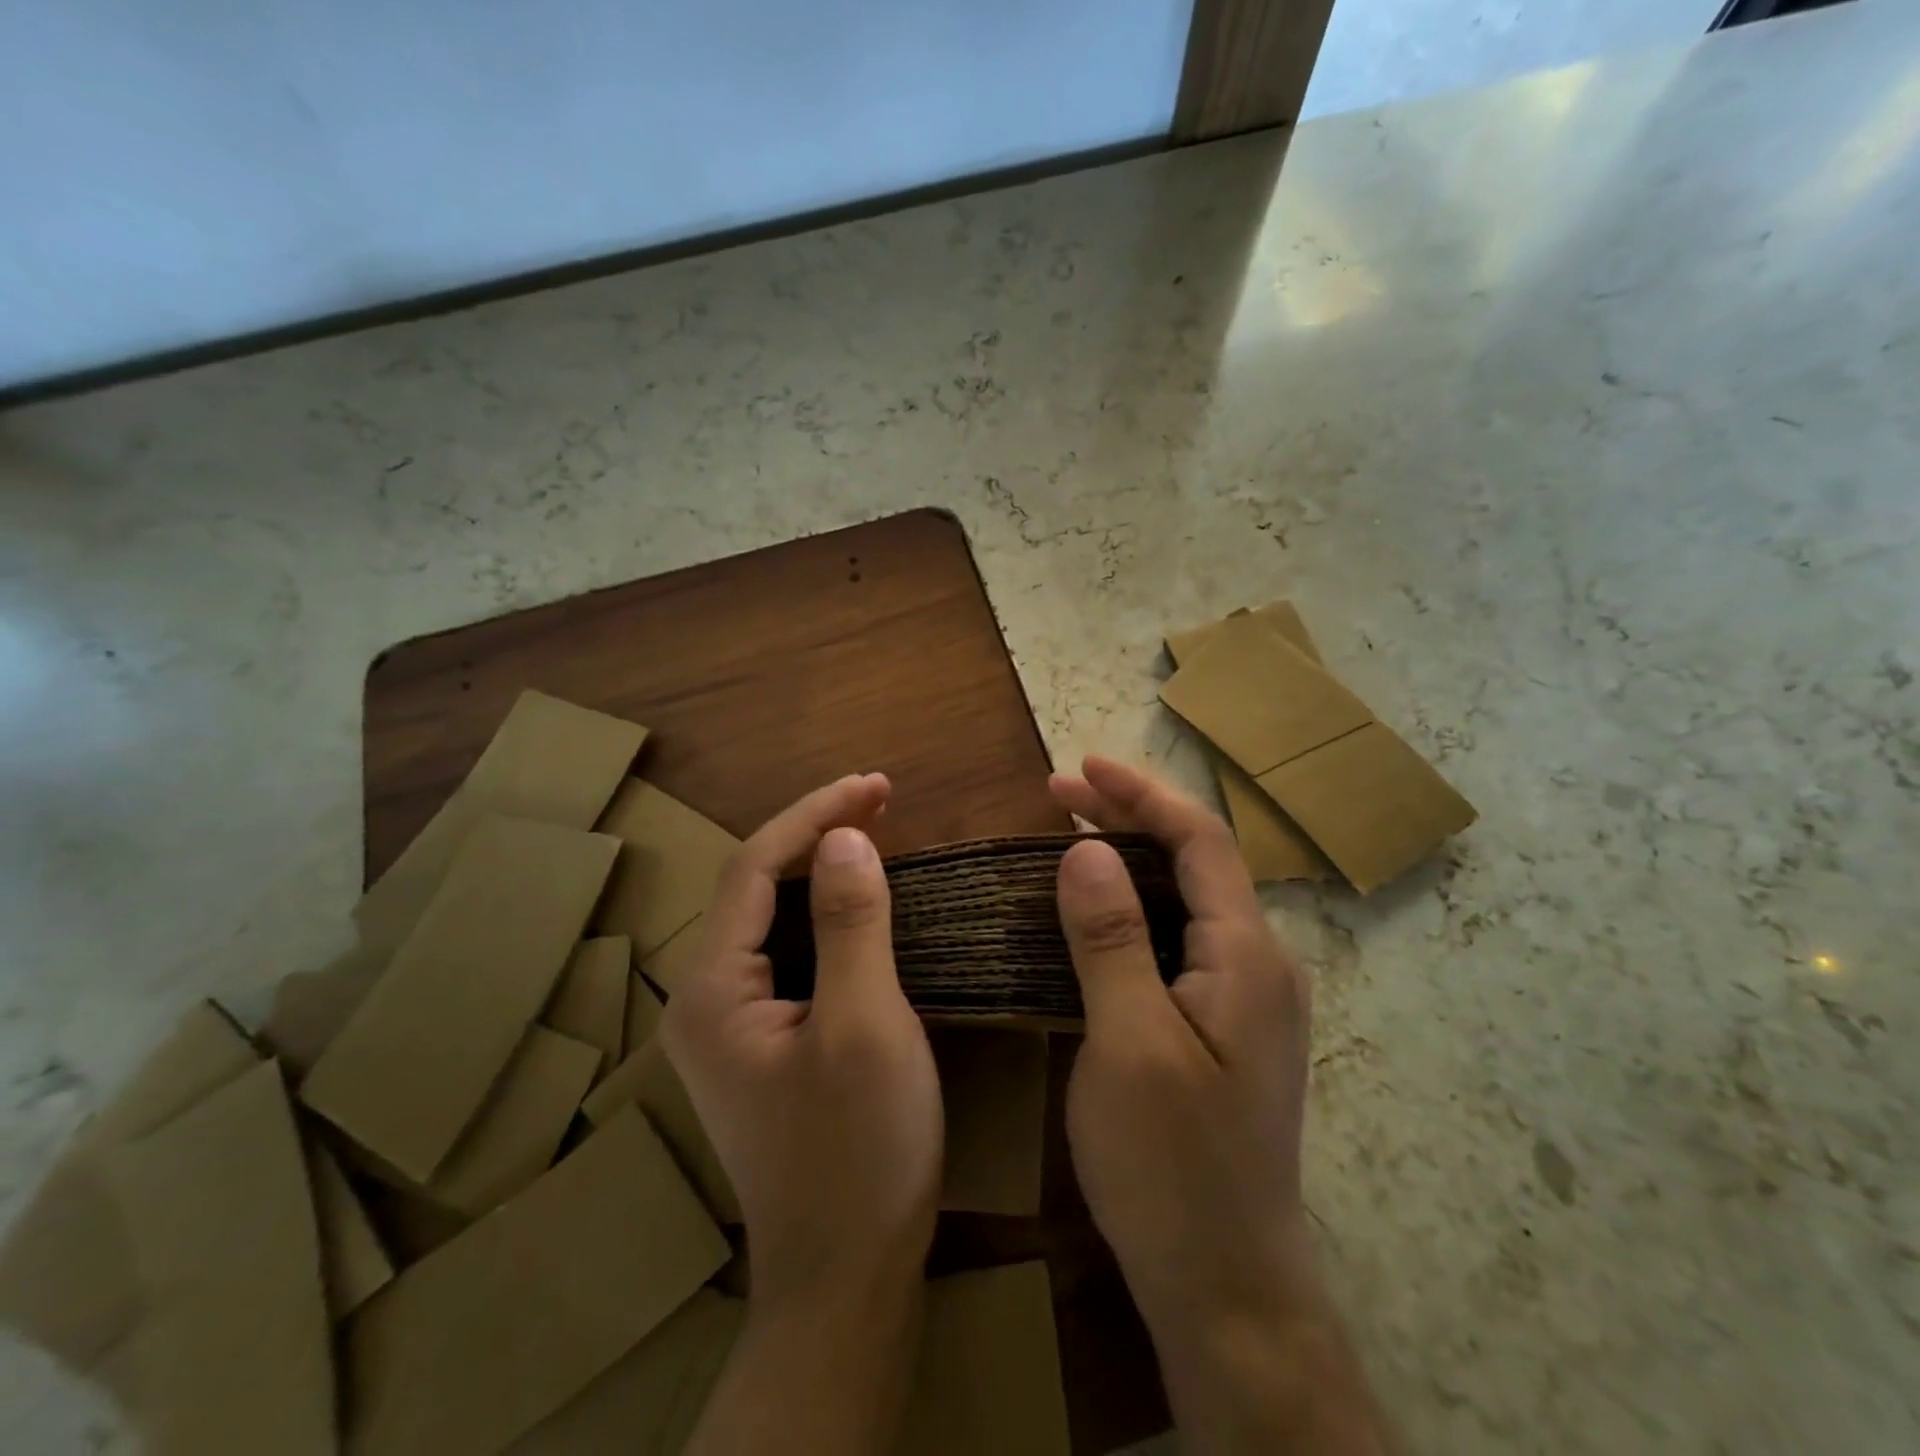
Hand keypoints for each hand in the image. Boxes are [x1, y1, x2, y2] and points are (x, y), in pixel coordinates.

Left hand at [663, 774, 941, 1307]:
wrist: (845, 1280)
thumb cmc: (858, 1152)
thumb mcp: (865, 1026)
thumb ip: (850, 924)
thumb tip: (844, 837)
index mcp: (712, 989)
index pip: (754, 867)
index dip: (814, 814)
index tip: (875, 785)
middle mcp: (705, 998)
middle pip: (757, 886)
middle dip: (817, 832)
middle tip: (882, 799)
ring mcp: (731, 1024)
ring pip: (773, 917)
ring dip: (822, 868)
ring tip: (875, 831)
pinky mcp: (763, 1042)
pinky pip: (791, 952)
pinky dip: (828, 914)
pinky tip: (862, 903)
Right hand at [1053, 756, 1391, 1453]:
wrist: (1227, 1287)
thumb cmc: (1173, 1166)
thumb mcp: (1130, 1045)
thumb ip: (1112, 939)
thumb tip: (1085, 850)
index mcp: (1247, 956)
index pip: (1200, 841)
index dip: (1140, 794)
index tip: (1080, 767)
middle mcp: (1259, 964)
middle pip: (1195, 861)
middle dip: (1129, 818)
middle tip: (1058, 796)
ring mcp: (1244, 998)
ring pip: (1186, 899)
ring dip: (1130, 859)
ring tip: (1069, 836)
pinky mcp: (1222, 1026)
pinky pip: (1178, 938)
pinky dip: (1133, 906)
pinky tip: (1094, 912)